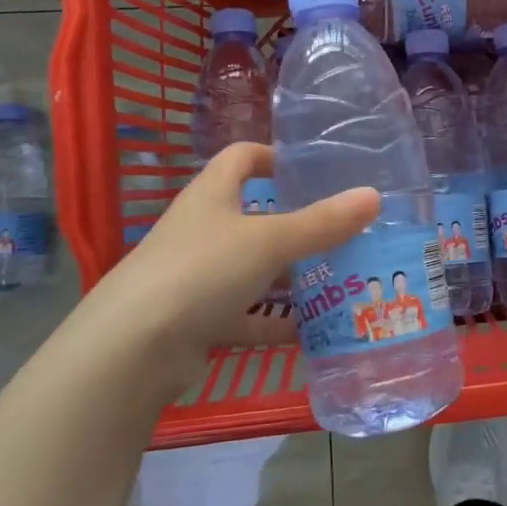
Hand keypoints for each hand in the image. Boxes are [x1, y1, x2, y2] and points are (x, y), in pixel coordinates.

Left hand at [91, 143, 378, 362]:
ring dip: (290, 277)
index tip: (313, 170)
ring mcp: (196, 277)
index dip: (274, 156)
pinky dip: (275, 322)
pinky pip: (246, 316)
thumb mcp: (270, 242)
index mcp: (212, 195)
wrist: (133, 349)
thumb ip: (322, 223)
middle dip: (297, 225)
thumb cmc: (202, 271)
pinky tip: (312, 331)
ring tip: (339, 281)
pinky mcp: (197, 320)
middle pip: (254, 217)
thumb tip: (373, 196)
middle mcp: (202, 230)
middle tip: (344, 233)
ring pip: (253, 270)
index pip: (241, 158)